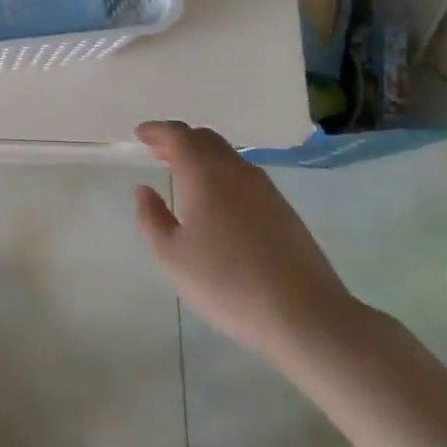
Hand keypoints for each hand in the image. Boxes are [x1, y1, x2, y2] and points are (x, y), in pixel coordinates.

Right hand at [133, 121, 359, 359]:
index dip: (157, 131)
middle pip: (206, 139)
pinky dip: (221, 174)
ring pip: (228, 156)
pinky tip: (217, 201)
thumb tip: (144, 190)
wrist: (306, 316)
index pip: (179, 136)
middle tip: (158, 152)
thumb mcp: (172, 256)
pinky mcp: (284, 210)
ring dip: (202, 156)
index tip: (139, 135)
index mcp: (206, 175)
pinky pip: (244, 176)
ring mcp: (265, 190)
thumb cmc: (228, 284)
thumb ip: (152, 218)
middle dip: (179, 140)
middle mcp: (237, 172)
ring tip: (183, 174)